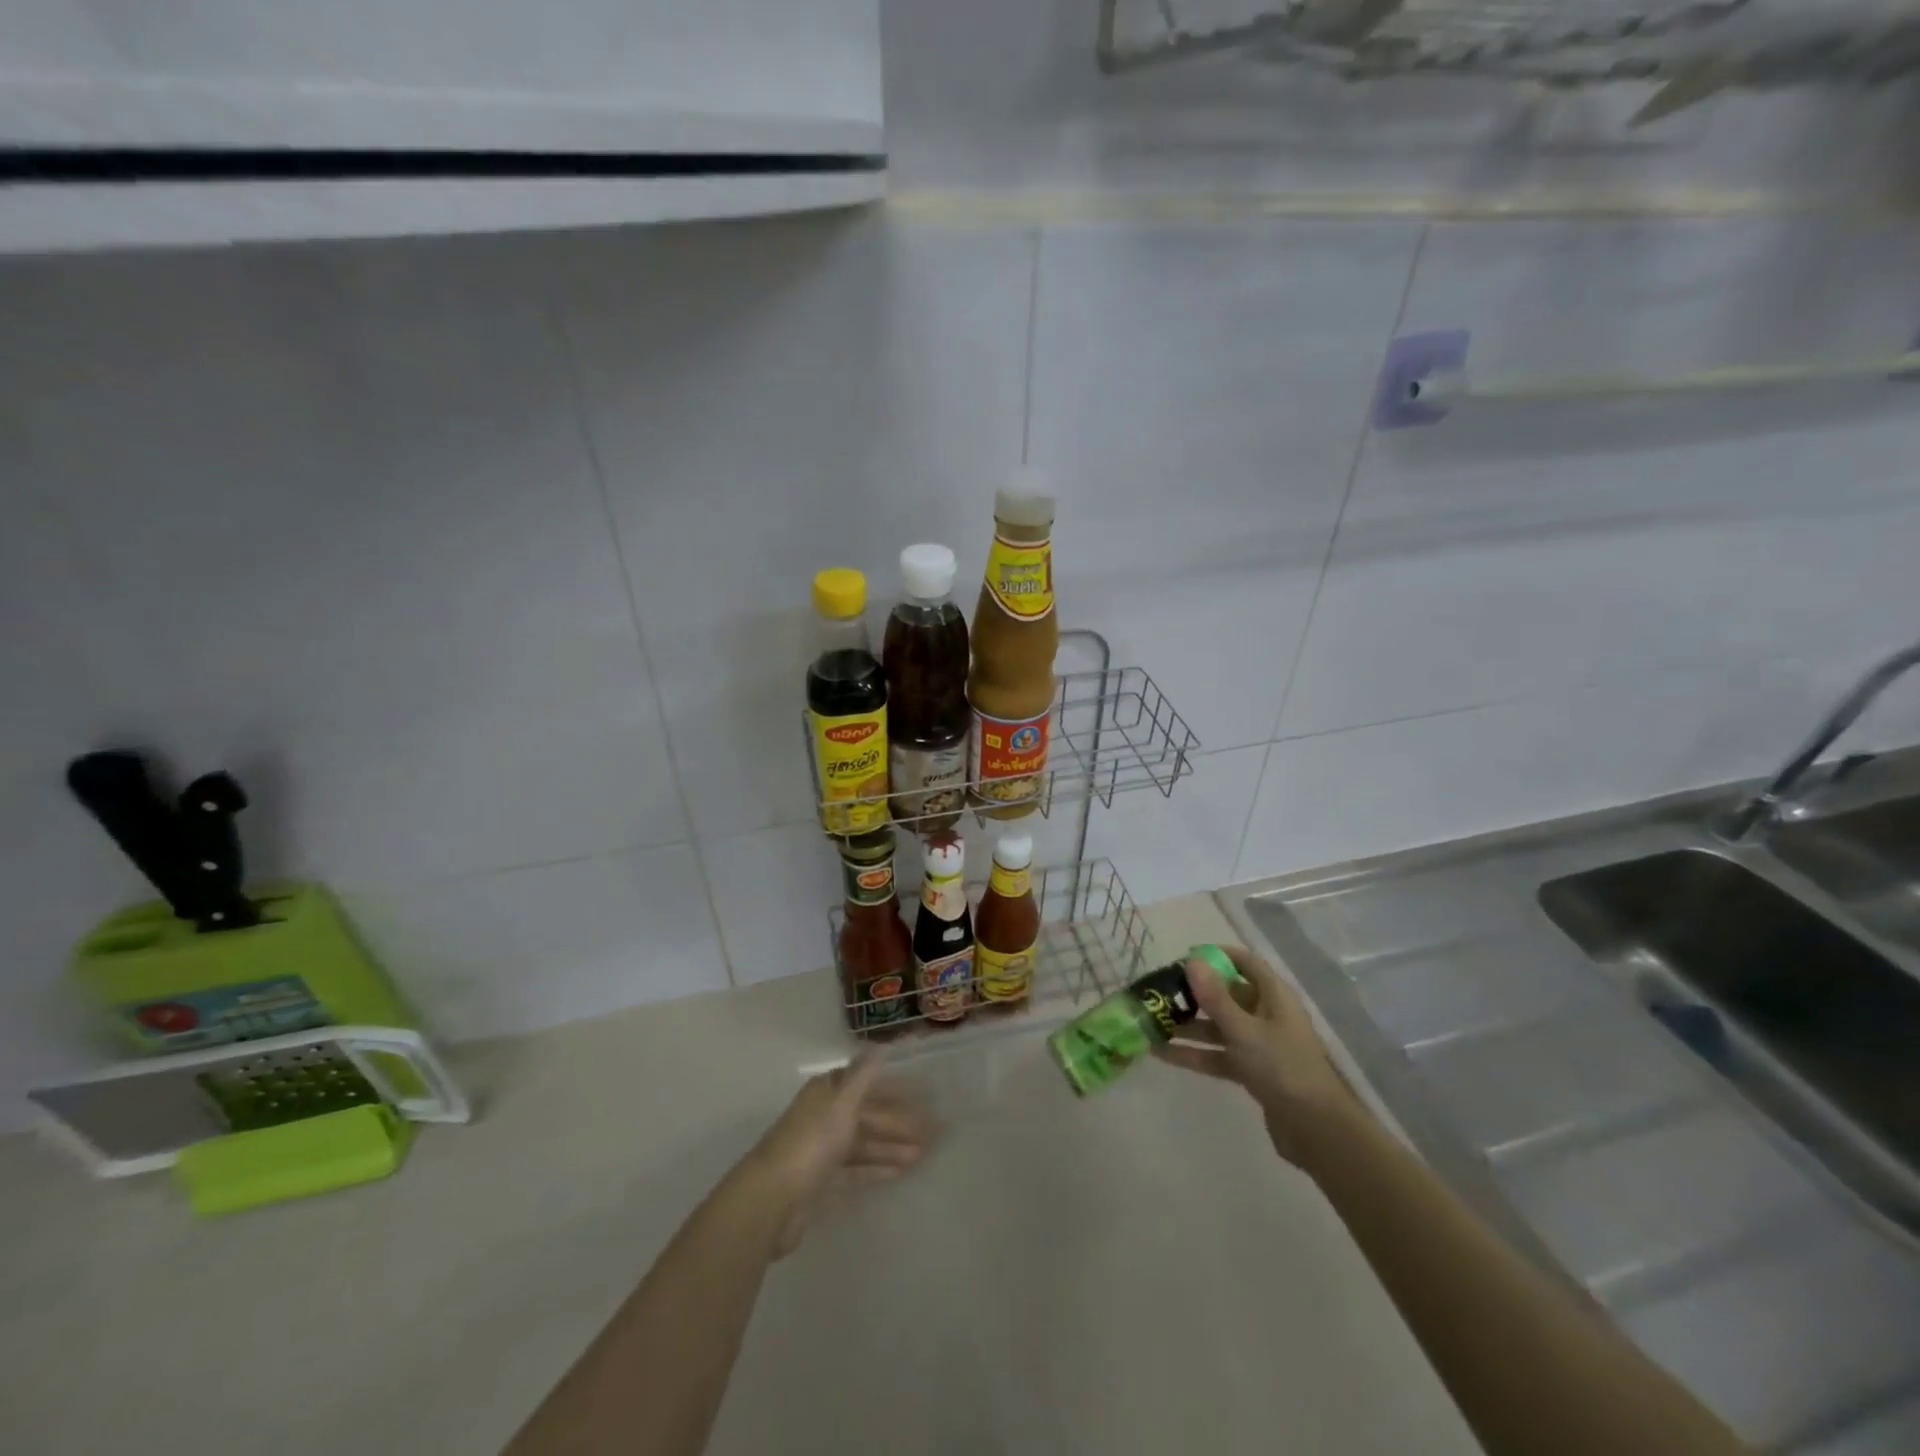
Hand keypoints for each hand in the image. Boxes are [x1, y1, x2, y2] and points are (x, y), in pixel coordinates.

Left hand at [743, 1055, 934, 1256]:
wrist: (771, 1200)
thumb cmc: (811, 1142)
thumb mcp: (842, 1102)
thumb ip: (864, 1074)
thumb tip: (883, 1044)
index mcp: (826, 1091)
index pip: (866, 1082)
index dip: (893, 1087)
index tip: (922, 1094)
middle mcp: (823, 1115)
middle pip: (867, 1114)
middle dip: (898, 1121)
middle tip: (932, 1131)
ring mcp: (821, 1149)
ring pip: (863, 1143)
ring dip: (892, 1146)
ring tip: (923, 1153)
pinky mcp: (820, 1181)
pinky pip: (856, 1169)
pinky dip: (877, 1168)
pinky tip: (901, 1171)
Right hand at [1154, 944, 1357, 1163]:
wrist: (1316, 1131)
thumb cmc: (1283, 1068)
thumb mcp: (1244, 1030)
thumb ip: (1216, 997)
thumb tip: (1192, 961)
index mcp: (1273, 996)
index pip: (1245, 963)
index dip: (1216, 955)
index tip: (1183, 958)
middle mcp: (1266, 1015)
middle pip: (1227, 994)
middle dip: (1194, 993)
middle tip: (1159, 993)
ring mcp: (1259, 1045)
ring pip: (1218, 1026)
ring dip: (1188, 1025)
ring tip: (1153, 1023)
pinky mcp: (1252, 1071)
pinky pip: (1218, 1054)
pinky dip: (1195, 1053)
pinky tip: (1162, 1053)